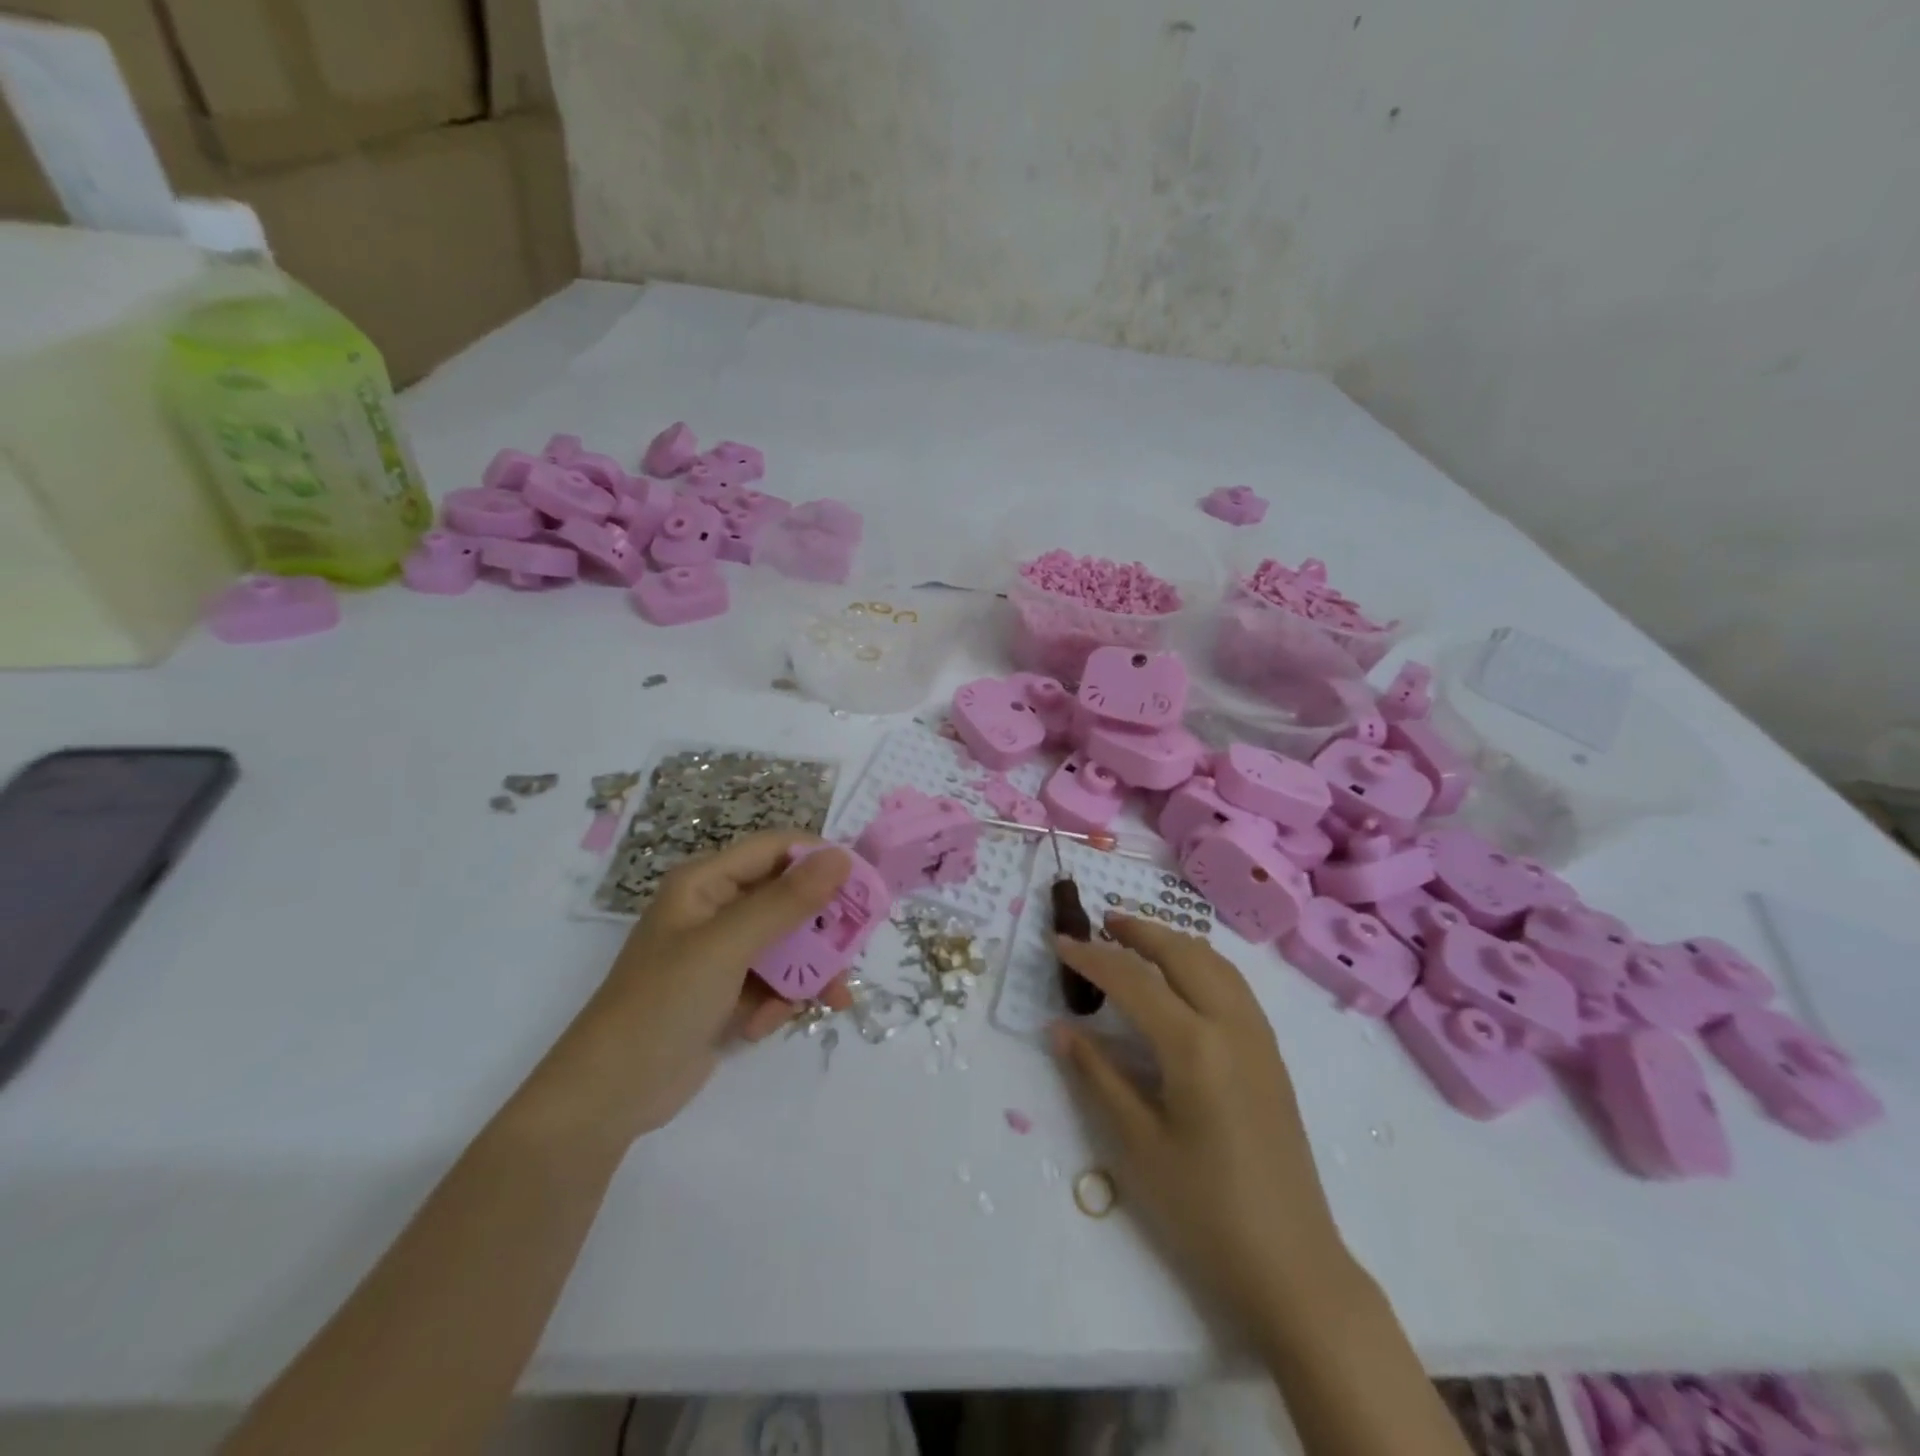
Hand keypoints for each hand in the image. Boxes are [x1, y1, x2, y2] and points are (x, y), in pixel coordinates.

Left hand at [524, 833, 852, 1146]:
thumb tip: (841, 856)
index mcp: (706, 883)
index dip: (820, 861)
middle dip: (821, 928)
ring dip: (807, 972)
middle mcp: (716, 910)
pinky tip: (764, 1026)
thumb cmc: (664, 1002)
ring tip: (831, 1000)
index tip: (863, 886)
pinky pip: (773, 981)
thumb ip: (787, 901)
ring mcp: (721, 954)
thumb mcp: (728, 946)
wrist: (610, 1095)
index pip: (776, 850)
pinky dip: (779, 1001)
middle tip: (854, 951)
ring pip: (788, 944)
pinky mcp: (727, 993)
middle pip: (788, 900)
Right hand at [1053, 914, 1355, 1335]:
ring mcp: (1259, 1038)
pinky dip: (1201, 963)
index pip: (1133, 981)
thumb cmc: (1204, 1208)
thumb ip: (1097, 1075)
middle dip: (1139, 931)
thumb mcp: (1137, 1144)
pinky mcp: (1272, 1056)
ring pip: (1215, 963)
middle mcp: (1232, 1026)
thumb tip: (1059, 1027)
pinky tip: (1184, 978)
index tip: (1058, 941)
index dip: (1092, 958)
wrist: (1292, 1265)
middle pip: (1183, 954)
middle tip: (1101, 922)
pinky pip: (1234, 985)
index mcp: (1195, 1046)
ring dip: (1173, 942)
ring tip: (1138, 939)